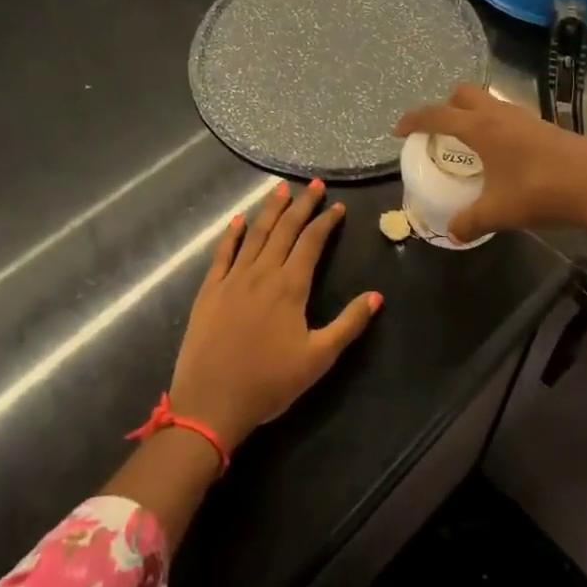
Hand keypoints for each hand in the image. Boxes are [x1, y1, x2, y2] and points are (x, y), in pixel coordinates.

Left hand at [168, 179, 382, 450]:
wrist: (211, 402)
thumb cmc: (269, 383)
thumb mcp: (318, 358)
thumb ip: (349, 324)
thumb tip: (377, 296)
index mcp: (290, 287)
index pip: (311, 242)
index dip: (326, 222)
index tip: (337, 206)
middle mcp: (262, 273)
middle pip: (284, 229)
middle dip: (301, 205)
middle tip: (314, 184)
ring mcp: (232, 279)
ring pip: (255, 234)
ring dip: (270, 210)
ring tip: (281, 189)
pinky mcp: (210, 290)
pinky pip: (223, 253)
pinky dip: (232, 233)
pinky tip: (239, 219)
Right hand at [394, 84, 586, 242]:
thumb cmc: (540, 192)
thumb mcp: (498, 212)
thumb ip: (469, 222)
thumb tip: (452, 233)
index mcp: (480, 128)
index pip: (437, 114)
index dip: (414, 120)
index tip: (400, 131)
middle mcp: (499, 114)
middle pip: (464, 93)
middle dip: (446, 106)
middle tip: (440, 132)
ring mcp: (525, 117)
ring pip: (490, 101)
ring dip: (474, 113)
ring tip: (470, 143)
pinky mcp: (545, 126)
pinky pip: (509, 115)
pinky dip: (496, 125)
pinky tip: (503, 153)